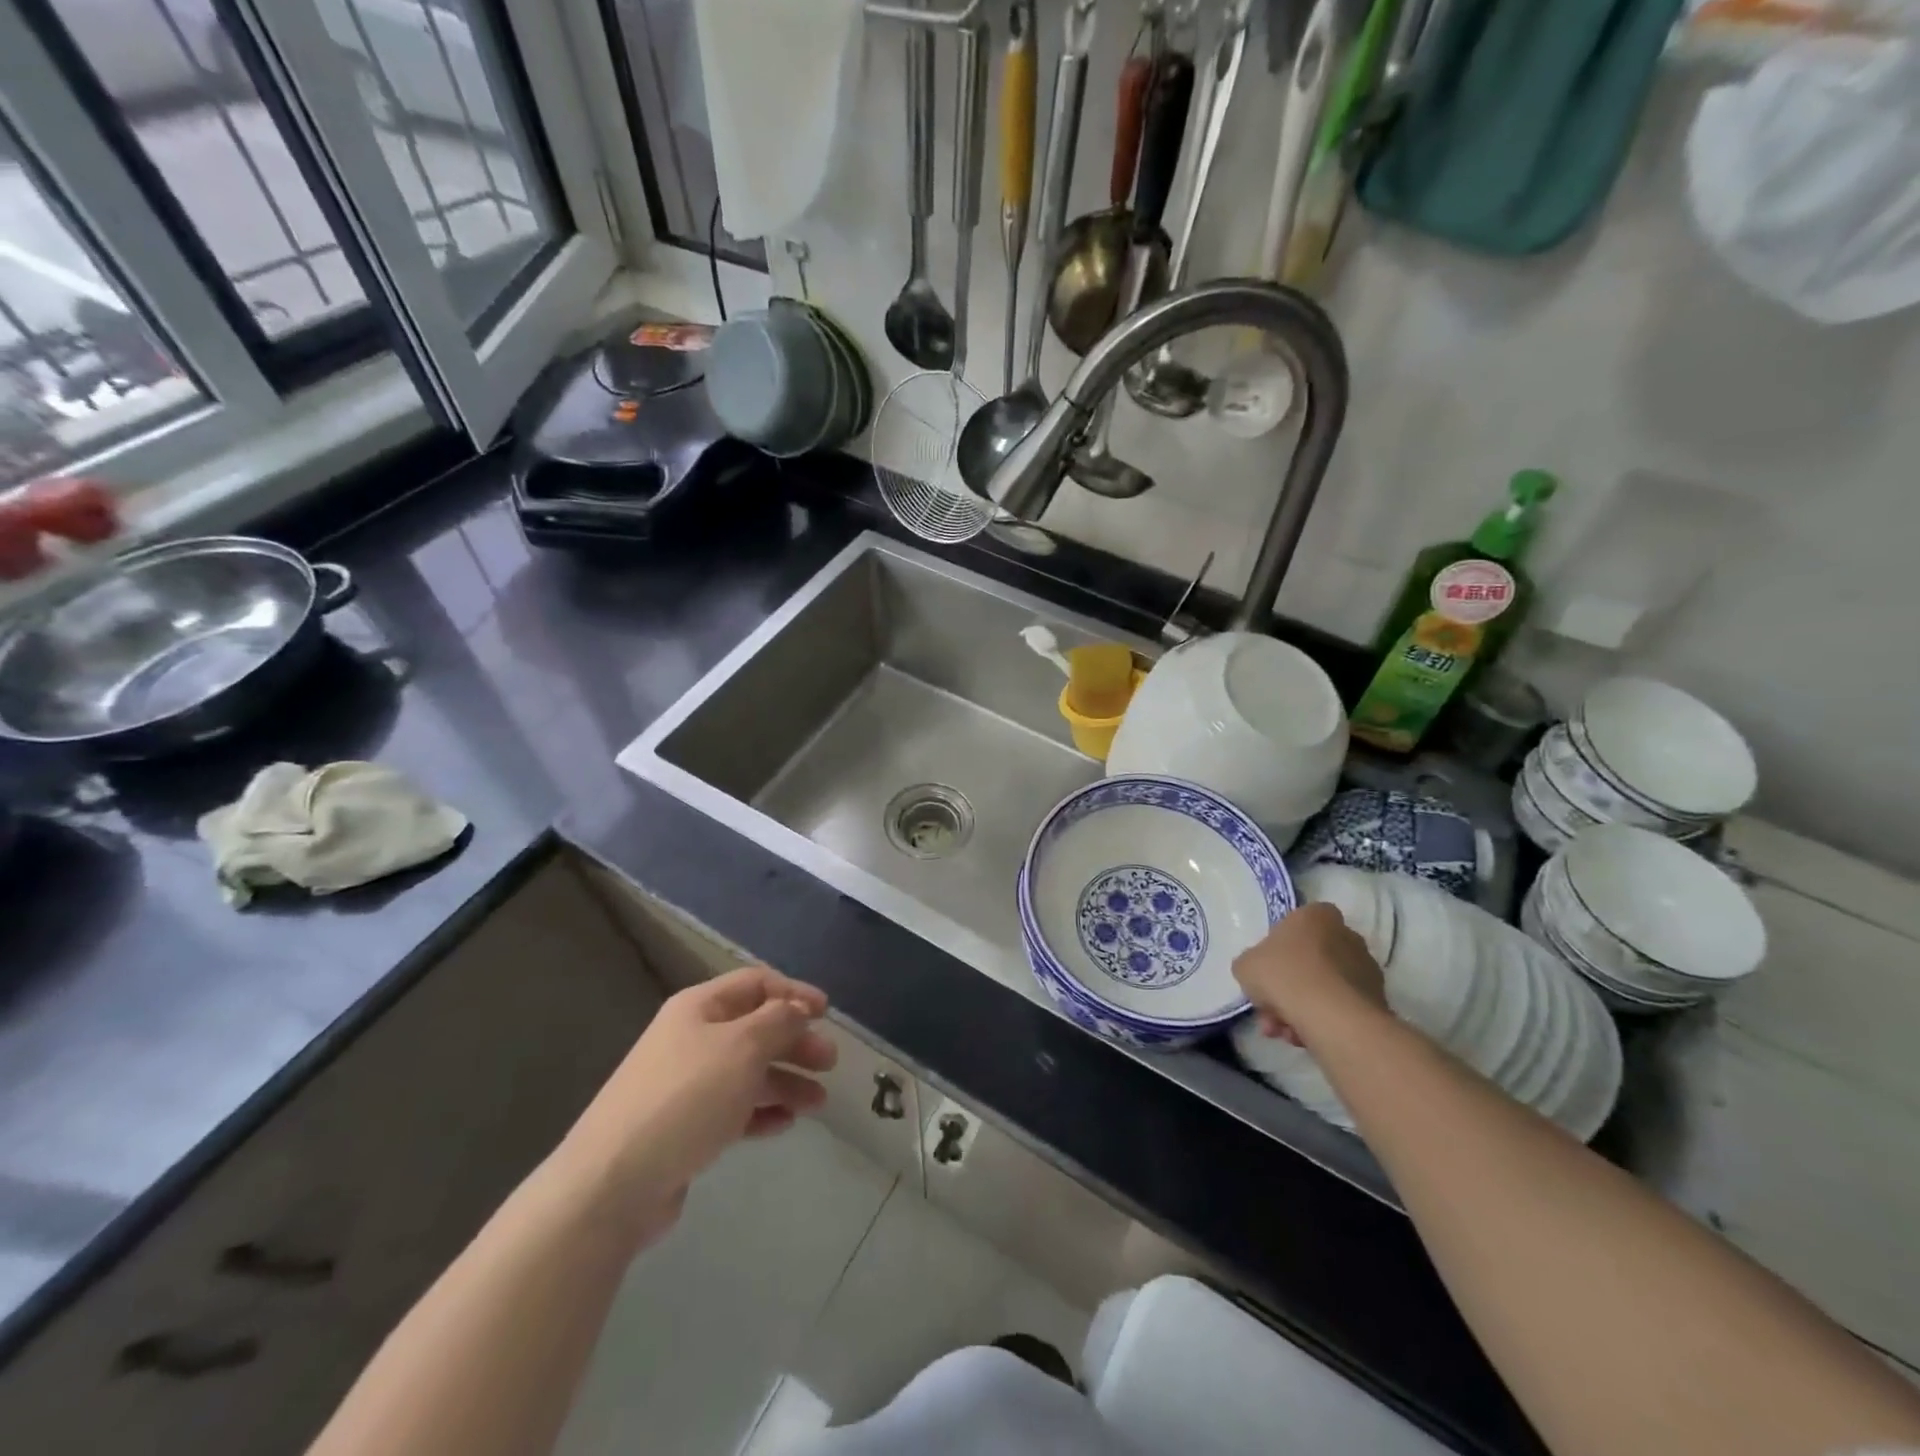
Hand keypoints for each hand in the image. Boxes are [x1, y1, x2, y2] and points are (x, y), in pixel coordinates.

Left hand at [553, 967, 838, 1245]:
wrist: (613, 1184)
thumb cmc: (685, 1098)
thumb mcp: (742, 1047)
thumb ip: (779, 1021)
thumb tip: (797, 1009)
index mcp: (699, 1007)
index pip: (756, 983)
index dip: (794, 993)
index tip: (827, 1014)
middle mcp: (691, 1039)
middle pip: (755, 1028)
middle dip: (795, 1042)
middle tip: (829, 1063)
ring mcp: (685, 1085)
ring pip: (748, 1072)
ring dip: (785, 1081)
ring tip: (818, 1103)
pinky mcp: (684, 1128)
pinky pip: (733, 1110)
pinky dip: (761, 1112)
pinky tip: (785, 1124)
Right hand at [1233, 902, 1388, 1045]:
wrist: (1331, 1016)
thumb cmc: (1284, 975)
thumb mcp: (1246, 965)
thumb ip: (1252, 963)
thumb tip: (1261, 973)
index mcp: (1316, 916)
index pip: (1297, 923)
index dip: (1279, 948)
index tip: (1268, 970)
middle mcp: (1347, 936)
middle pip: (1310, 960)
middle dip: (1288, 987)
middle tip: (1270, 1011)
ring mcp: (1366, 969)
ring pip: (1324, 988)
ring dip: (1301, 1009)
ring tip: (1282, 1033)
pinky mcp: (1377, 1001)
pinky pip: (1340, 1008)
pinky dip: (1321, 1021)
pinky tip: (1302, 1039)